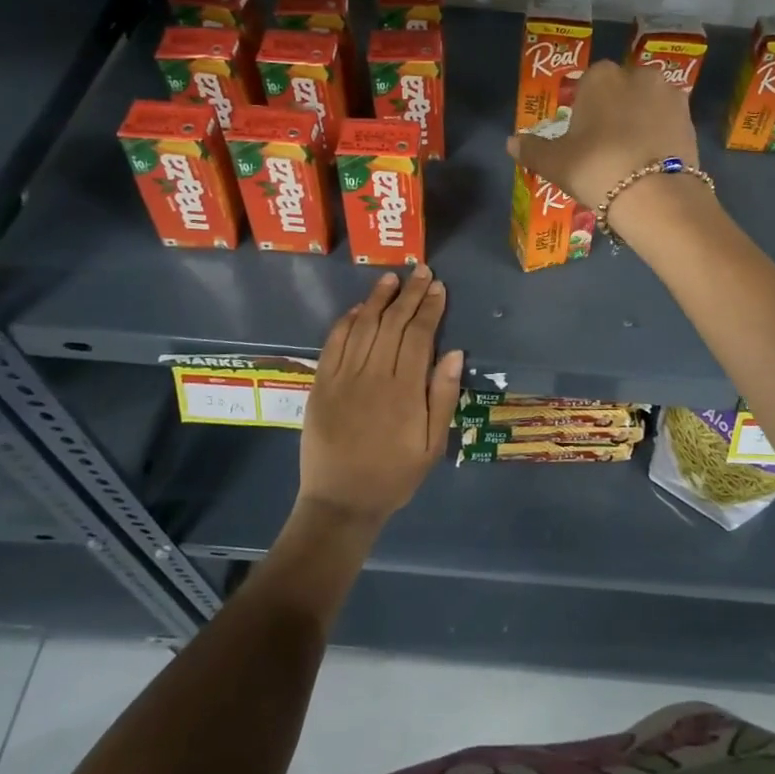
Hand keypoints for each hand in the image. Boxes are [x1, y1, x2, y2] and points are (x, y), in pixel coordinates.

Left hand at [300, 265, 463, 527]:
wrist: (341, 502)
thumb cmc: (394, 475)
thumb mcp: (432, 445)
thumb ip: (443, 397)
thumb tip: (453, 352)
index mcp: (405, 390)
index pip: (419, 335)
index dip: (430, 308)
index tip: (438, 287)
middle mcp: (374, 376)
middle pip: (393, 324)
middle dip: (410, 294)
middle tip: (421, 271)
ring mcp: (344, 378)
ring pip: (364, 327)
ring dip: (379, 299)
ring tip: (392, 278)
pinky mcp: (321, 384)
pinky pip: (334, 344)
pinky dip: (347, 322)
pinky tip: (360, 308)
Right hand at [505, 60, 700, 220]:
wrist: (656, 195)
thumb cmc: (597, 168)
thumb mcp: (555, 163)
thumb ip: (532, 149)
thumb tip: (511, 142)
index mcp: (601, 76)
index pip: (587, 84)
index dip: (583, 110)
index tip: (581, 137)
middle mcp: (638, 75)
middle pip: (619, 91)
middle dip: (613, 111)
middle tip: (604, 148)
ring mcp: (669, 95)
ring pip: (645, 105)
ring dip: (638, 122)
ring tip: (630, 157)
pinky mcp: (690, 119)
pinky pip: (666, 123)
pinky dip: (658, 137)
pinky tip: (649, 163)